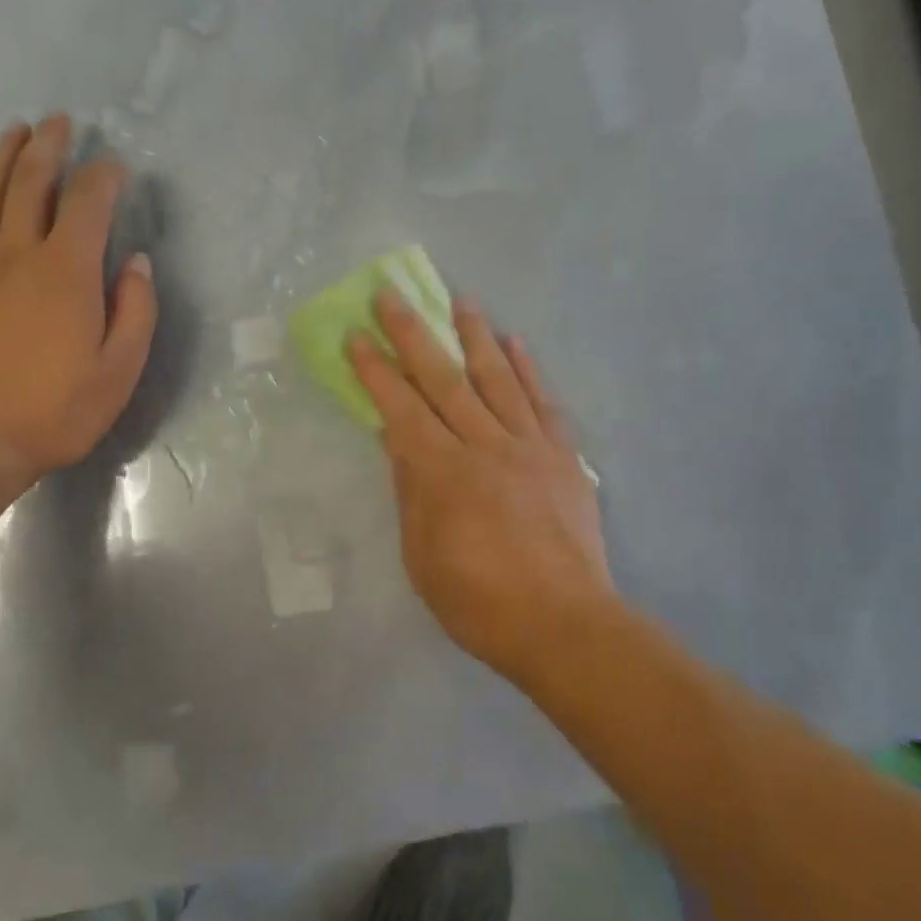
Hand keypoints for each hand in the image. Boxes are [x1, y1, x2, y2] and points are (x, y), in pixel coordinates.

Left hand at [0, 115, 156, 489]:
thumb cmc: (53, 411)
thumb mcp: (119, 371)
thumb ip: (136, 311)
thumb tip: (137, 263)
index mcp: (66, 270)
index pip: (88, 202)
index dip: (104, 176)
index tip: (116, 166)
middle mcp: (17, 252)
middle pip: (31, 182)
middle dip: (48, 146)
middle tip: (58, 121)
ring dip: (2, 157)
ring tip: (15, 132)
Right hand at [349, 291, 618, 685]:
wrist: (564, 625)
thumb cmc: (478, 601)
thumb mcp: (422, 556)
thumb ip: (411, 492)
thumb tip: (398, 440)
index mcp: (442, 473)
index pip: (400, 407)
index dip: (375, 369)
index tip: (357, 335)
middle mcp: (484, 446)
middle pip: (443, 379)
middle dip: (413, 334)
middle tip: (392, 296)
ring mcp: (529, 447)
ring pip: (497, 378)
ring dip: (475, 336)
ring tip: (460, 299)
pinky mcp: (564, 457)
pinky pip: (544, 403)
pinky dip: (529, 369)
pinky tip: (515, 342)